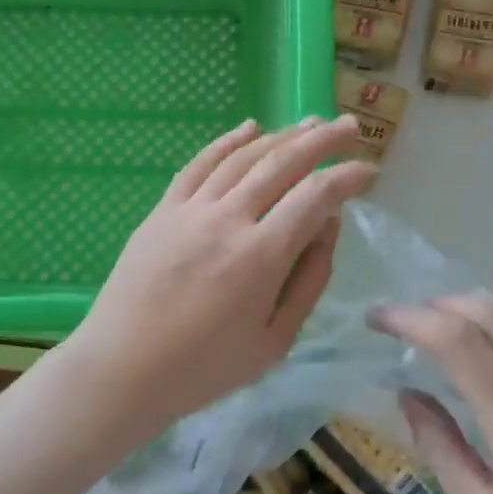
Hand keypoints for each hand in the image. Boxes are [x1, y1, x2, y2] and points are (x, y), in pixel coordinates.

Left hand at [64, 116, 377, 435]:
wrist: (123, 370)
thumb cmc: (204, 368)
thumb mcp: (274, 341)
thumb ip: (309, 280)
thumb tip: (328, 226)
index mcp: (260, 256)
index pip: (315, 196)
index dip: (347, 177)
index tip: (369, 171)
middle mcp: (227, 219)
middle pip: (282, 163)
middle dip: (322, 140)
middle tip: (350, 126)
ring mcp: (190, 210)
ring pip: (243, 157)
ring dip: (281, 135)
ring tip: (309, 123)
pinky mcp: (162, 210)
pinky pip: (198, 164)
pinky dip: (227, 142)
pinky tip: (249, 127)